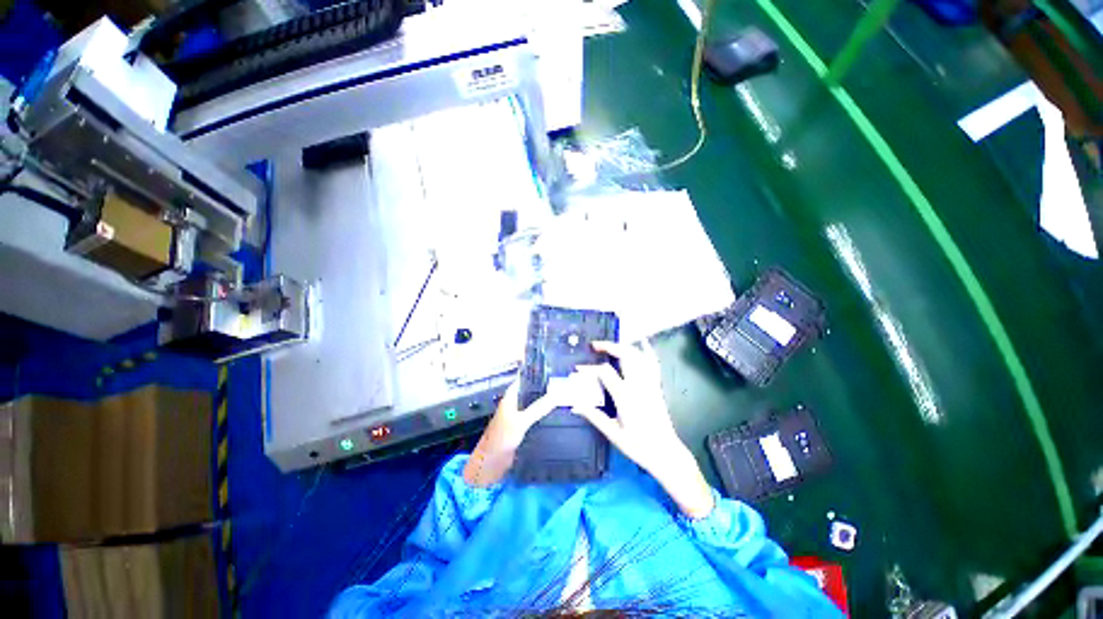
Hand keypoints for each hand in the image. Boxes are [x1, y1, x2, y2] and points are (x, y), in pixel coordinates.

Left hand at [463, 382, 560, 486]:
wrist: (491, 462)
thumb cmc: (502, 437)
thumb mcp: (521, 421)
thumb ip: (538, 408)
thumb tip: (556, 395)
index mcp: (511, 396)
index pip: (525, 379)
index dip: (537, 374)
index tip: (553, 370)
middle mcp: (515, 403)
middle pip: (532, 391)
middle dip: (545, 388)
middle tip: (565, 384)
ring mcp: (519, 415)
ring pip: (535, 404)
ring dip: (546, 402)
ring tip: (564, 398)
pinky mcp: (523, 427)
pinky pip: (536, 417)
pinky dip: (544, 415)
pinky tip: (556, 416)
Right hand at [573, 341, 714, 518]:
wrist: (665, 453)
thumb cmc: (638, 445)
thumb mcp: (612, 433)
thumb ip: (594, 416)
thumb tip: (575, 405)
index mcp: (625, 396)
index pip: (604, 372)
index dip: (589, 368)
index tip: (577, 369)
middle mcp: (638, 385)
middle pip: (625, 355)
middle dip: (608, 346)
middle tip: (594, 345)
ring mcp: (650, 384)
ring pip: (639, 356)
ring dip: (624, 346)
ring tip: (611, 345)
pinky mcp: (656, 386)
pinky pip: (653, 363)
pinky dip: (647, 351)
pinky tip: (643, 343)